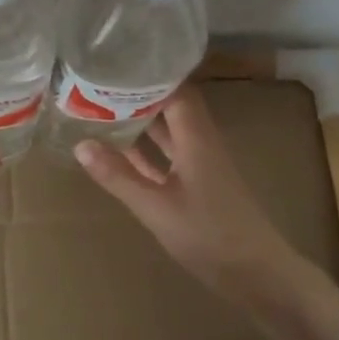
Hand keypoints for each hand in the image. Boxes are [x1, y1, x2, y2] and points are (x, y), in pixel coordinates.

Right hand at [73, 86, 296, 295]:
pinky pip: (169, 157)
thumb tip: (80, 144)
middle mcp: (200, 143)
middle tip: (99, 84)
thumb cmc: (209, 235)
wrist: (258, 276)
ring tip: (103, 109)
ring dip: (141, 122)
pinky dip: (147, 151)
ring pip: (168, 133)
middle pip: (170, 107)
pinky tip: (120, 151)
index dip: (149, 74)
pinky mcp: (199, 187)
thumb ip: (119, 176)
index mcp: (196, 137)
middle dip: (139, 95)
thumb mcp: (156, 207)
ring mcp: (201, 166)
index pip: (175, 90)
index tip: (116, 63)